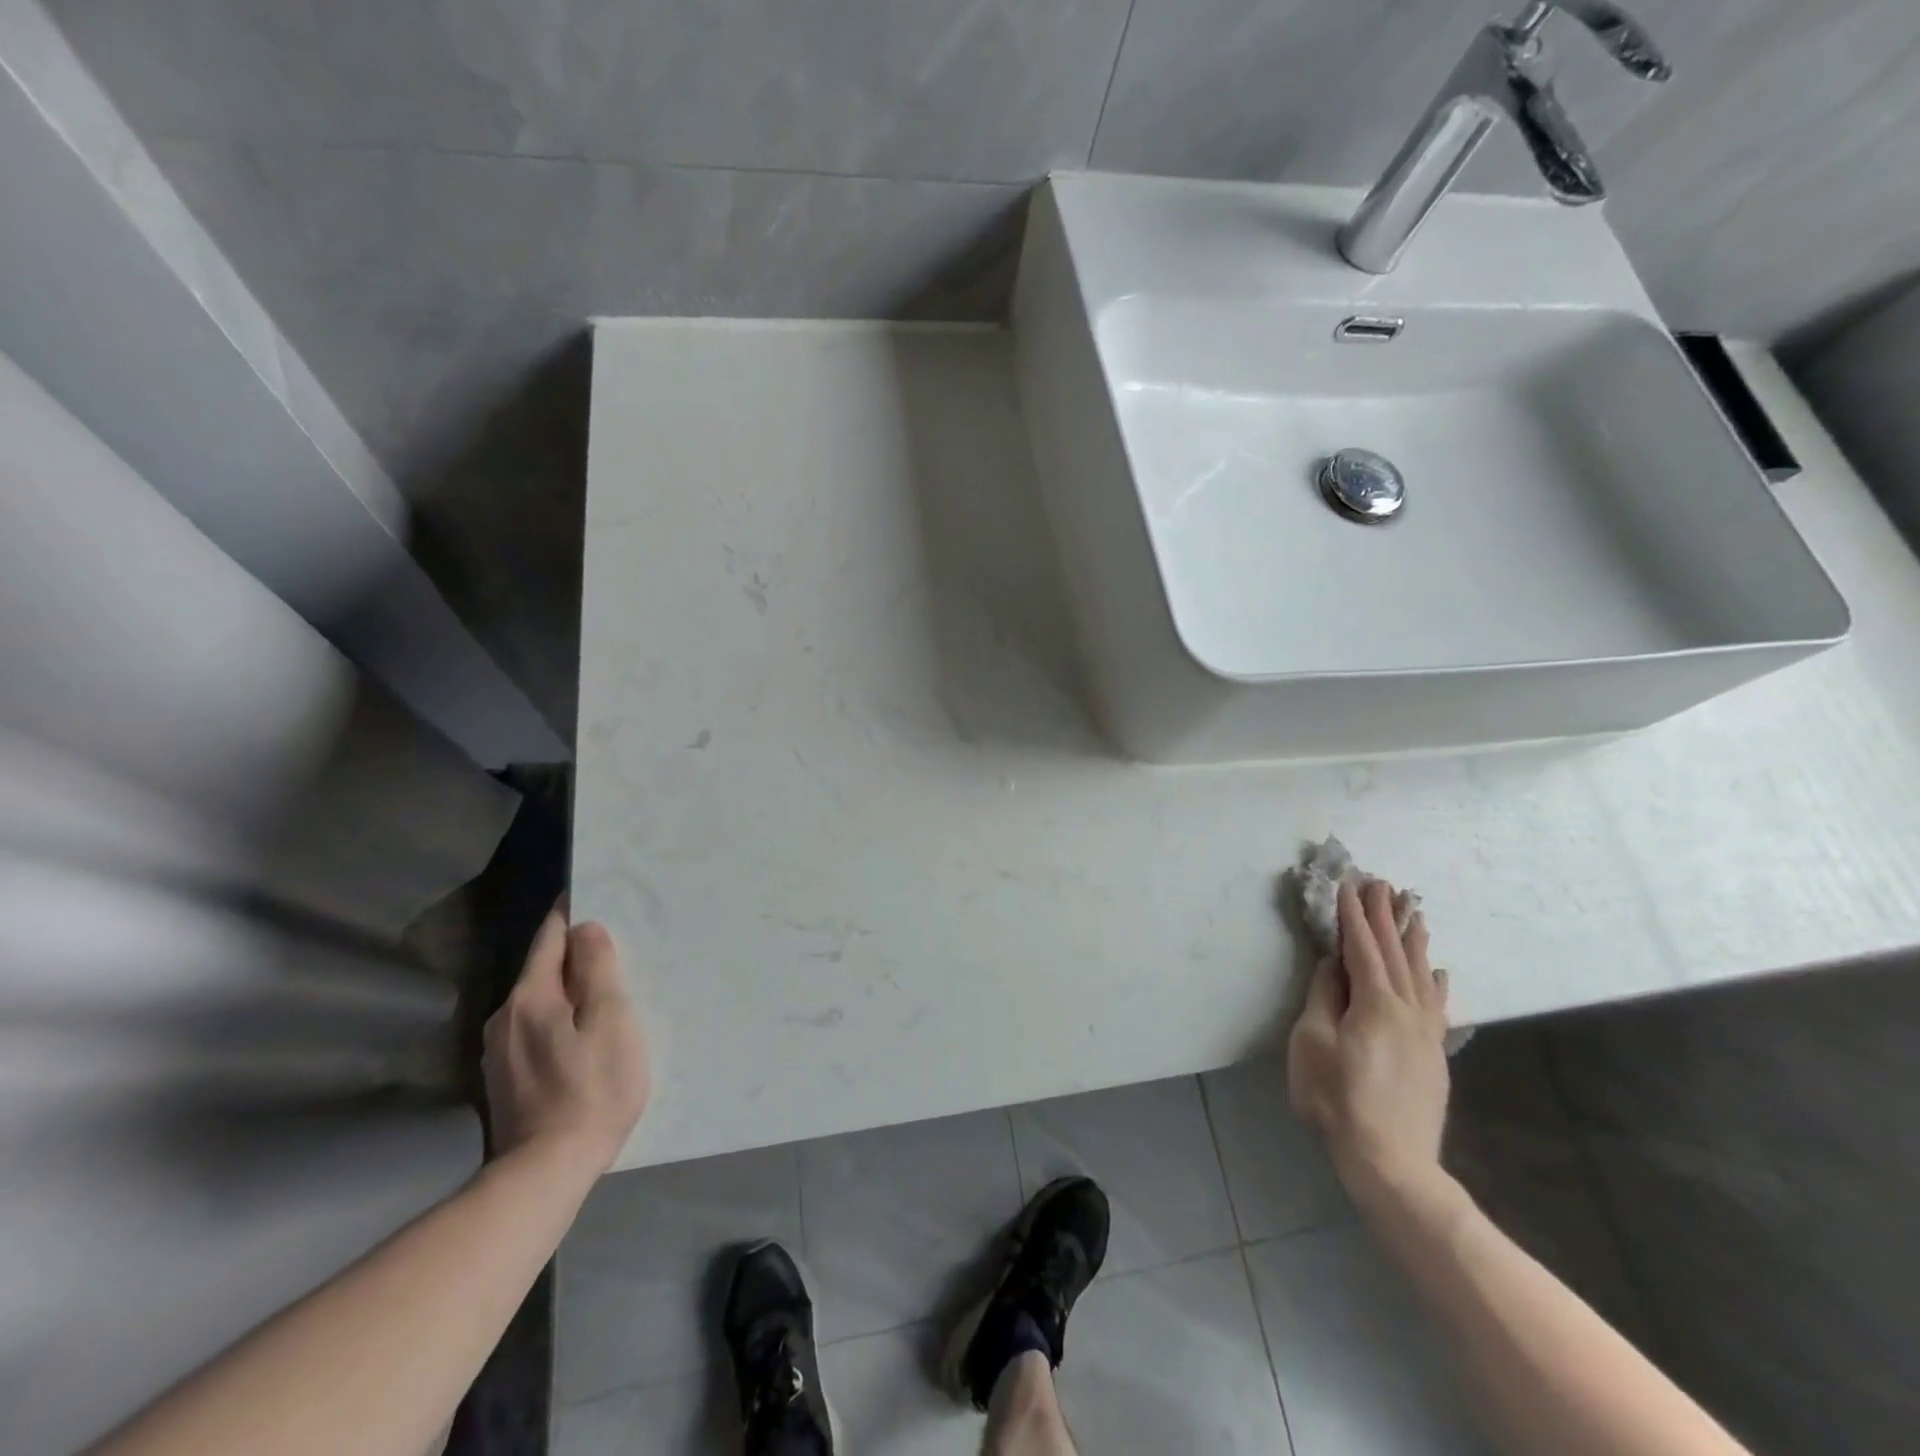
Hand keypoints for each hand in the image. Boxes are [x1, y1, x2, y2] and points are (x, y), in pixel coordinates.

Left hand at [483, 903, 649, 1176]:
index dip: (571, 914)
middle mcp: (504, 1016)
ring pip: (538, 1002)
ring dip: (567, 991)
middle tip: (614, 949)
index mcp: (530, 996)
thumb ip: (598, 969)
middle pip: (542, 969)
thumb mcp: (610, 1020)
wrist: (545, 1172)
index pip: (549, 937)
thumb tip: (585, 928)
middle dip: (574, 955)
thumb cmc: (591, 1088)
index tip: (594, 897)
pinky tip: (580, 1036)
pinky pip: (534, 1029)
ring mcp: (499, 1051)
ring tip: (603, 993)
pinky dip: (558, 1020)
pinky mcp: (504, 1079)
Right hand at [1288, 879, 1450, 1208]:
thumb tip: (1333, 965)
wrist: (1391, 1162)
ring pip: (1422, 973)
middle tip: (1381, 883)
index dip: (1354, 915)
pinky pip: (1436, 1004)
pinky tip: (1439, 971)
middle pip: (1396, 953)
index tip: (1348, 885)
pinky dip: (1436, 981)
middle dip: (1386, 916)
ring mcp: (1425, 1033)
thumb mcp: (1313, 1044)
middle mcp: (1407, 1010)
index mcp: (1375, 1003)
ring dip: (1414, 939)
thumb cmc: (1338, 1099)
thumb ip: (1324, 998)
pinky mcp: (1433, 1055)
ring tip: (1413, 911)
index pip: (1362, 948)